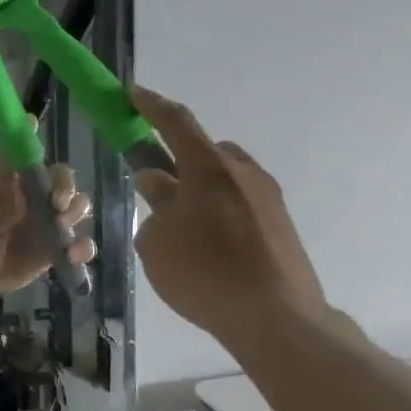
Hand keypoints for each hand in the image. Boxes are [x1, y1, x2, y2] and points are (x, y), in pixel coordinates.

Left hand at [0, 162, 93, 295]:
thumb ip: (2, 208)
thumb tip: (21, 191)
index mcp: (19, 188)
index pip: (39, 165)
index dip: (44, 164)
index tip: (46, 176)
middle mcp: (40, 201)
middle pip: (65, 181)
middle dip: (67, 188)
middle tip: (57, 204)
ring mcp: (52, 224)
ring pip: (79, 206)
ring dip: (76, 212)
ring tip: (61, 227)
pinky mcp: (61, 248)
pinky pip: (83, 245)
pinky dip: (83, 248)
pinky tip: (71, 255)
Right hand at [127, 87, 331, 352]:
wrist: (275, 317)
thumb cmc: (203, 273)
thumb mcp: (156, 241)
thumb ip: (155, 205)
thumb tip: (159, 185)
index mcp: (208, 168)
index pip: (175, 122)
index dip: (150, 105)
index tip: (131, 93)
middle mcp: (242, 173)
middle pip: (204, 151)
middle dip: (177, 158)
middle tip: (154, 184)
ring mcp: (267, 198)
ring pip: (223, 178)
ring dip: (199, 188)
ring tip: (180, 225)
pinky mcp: (280, 224)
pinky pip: (239, 203)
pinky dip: (217, 211)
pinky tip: (206, 248)